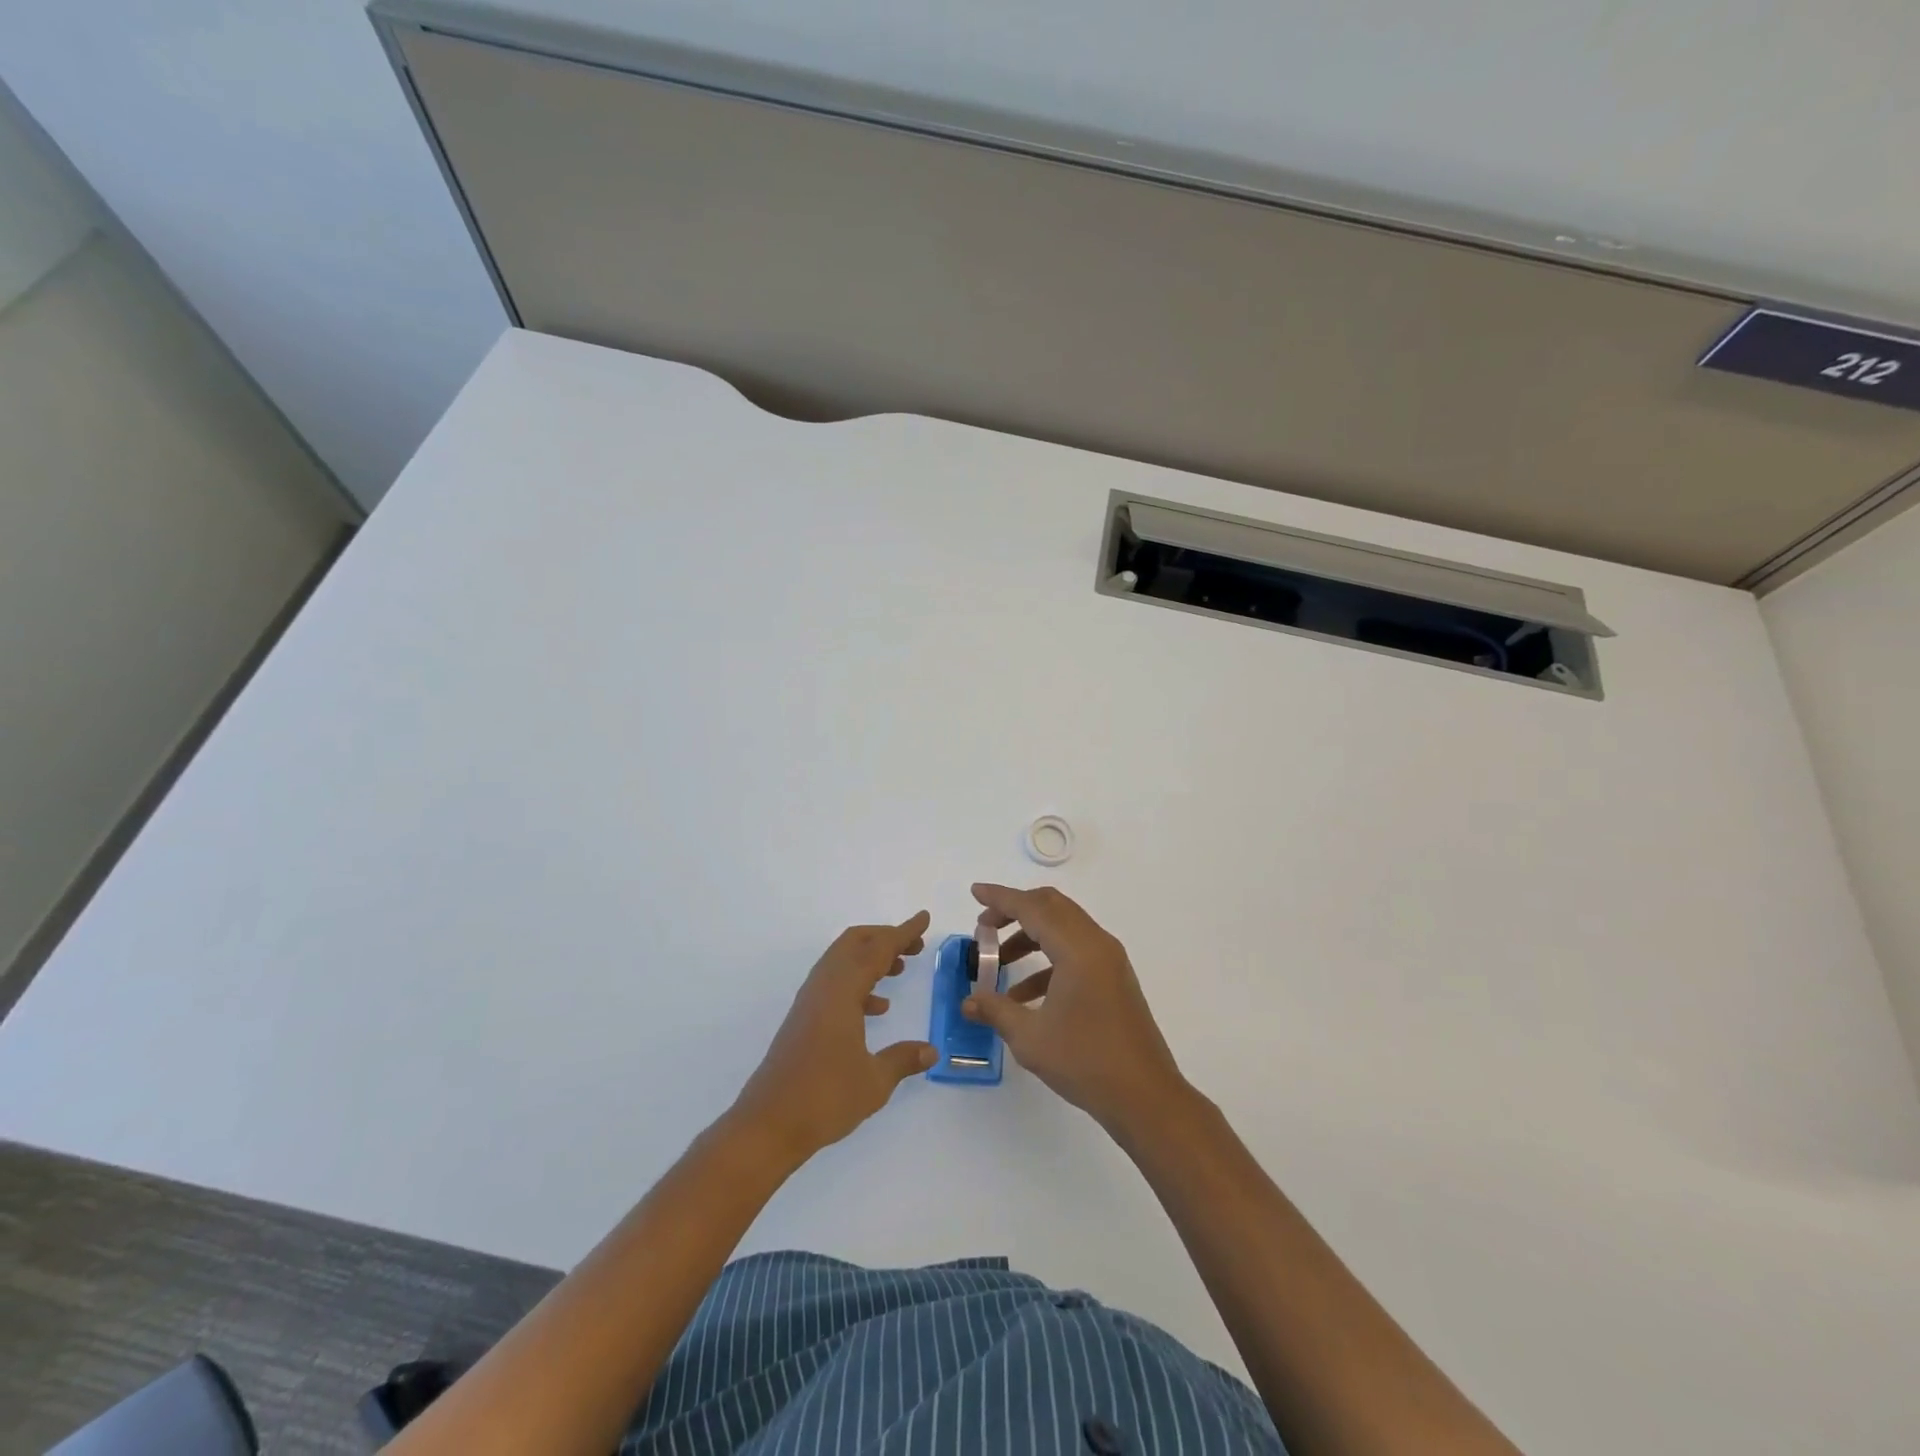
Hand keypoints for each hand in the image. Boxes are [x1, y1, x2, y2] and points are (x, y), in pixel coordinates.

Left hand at [733, 911, 936, 1163]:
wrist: (767, 1126)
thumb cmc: (824, 1099)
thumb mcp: (874, 1082)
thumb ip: (903, 1060)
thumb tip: (931, 1050)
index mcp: (841, 992)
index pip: (877, 950)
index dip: (902, 933)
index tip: (923, 918)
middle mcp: (823, 988)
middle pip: (854, 943)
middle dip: (885, 938)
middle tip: (914, 946)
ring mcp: (809, 1003)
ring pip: (842, 962)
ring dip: (870, 958)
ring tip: (899, 969)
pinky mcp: (803, 1019)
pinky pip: (834, 984)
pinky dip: (858, 983)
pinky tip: (875, 1009)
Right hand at [962, 884, 1189, 1136]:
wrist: (1145, 1097)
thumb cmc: (1086, 1062)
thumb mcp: (1030, 1038)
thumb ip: (995, 1010)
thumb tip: (968, 1001)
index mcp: (1078, 949)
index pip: (1032, 908)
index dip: (1000, 898)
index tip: (974, 892)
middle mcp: (1097, 944)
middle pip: (1051, 907)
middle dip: (1015, 911)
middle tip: (984, 927)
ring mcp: (1109, 960)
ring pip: (1063, 928)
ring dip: (1029, 936)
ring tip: (998, 964)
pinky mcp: (1114, 978)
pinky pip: (1075, 951)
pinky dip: (1047, 959)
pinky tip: (1024, 994)